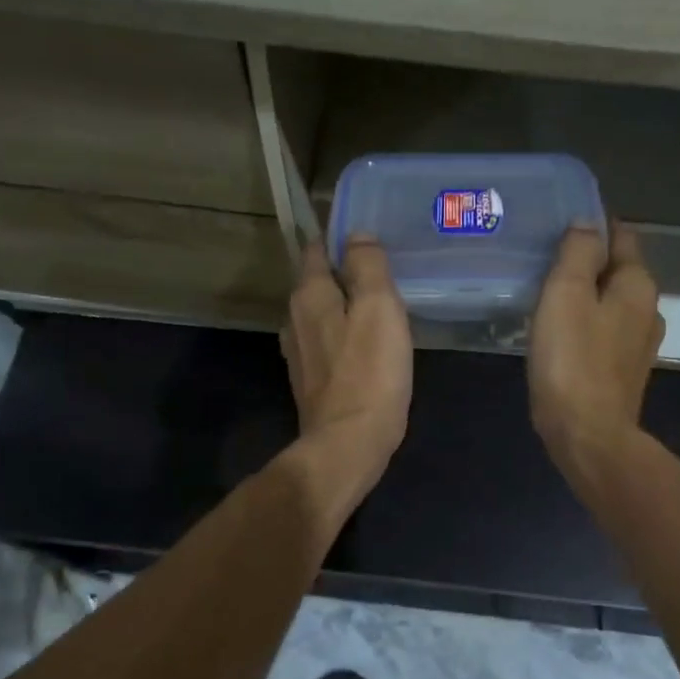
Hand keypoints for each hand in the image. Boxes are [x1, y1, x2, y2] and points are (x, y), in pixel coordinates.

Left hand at [280, 237, 412, 482]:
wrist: (349, 443)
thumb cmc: (370, 372)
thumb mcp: (379, 308)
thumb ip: (368, 266)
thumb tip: (357, 235)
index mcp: (309, 295)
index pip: (317, 249)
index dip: (341, 240)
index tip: (370, 240)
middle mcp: (294, 318)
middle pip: (318, 282)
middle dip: (346, 274)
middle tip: (384, 275)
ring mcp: (298, 352)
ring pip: (322, 314)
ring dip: (345, 307)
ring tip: (378, 309)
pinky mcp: (309, 379)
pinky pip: (327, 342)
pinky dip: (344, 336)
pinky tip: (366, 346)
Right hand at [529, 223, 664, 471]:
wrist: (587, 434)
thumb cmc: (573, 359)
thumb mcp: (567, 294)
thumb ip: (578, 253)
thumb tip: (587, 223)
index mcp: (638, 286)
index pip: (622, 237)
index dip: (595, 225)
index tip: (563, 221)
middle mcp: (647, 311)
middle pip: (618, 271)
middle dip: (589, 260)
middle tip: (547, 256)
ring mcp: (638, 345)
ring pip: (611, 303)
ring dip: (586, 293)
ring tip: (549, 291)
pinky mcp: (623, 372)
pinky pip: (604, 331)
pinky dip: (586, 322)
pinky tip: (560, 330)